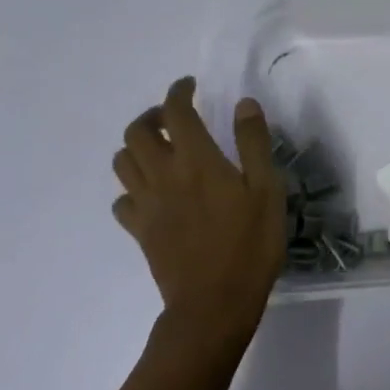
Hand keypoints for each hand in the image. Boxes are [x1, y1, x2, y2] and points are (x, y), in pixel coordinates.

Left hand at [113, 77, 284, 352]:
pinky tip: (154, 193)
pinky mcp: (140, 231)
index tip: (190, 85)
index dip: (179, 92)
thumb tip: (243, 104)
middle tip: (175, 118)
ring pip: (122, 163)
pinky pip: (122, 201)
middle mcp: (163, 175)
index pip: (176, 112)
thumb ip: (253, 143)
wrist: (214, 304)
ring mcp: (146, 205)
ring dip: (137, 147)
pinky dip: (133, 188)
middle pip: (135, 133)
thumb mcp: (267, 188)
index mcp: (196, 160)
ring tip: (162, 150)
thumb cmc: (250, 243)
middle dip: (152, 116)